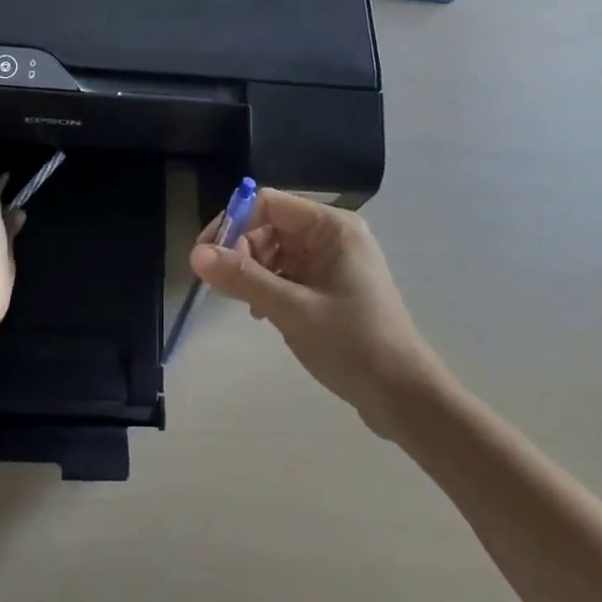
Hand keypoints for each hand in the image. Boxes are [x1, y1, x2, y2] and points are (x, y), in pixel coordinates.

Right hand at [190, 189, 445, 435]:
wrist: (405, 398)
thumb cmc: (353, 345)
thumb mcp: (293, 310)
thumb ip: (244, 279)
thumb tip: (196, 255)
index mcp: (331, 227)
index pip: (269, 203)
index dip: (234, 223)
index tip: (207, 256)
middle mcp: (333, 235)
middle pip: (271, 225)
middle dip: (243, 250)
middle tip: (222, 286)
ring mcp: (334, 261)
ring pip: (277, 250)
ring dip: (255, 272)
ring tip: (247, 305)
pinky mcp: (332, 286)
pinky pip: (290, 272)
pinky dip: (271, 287)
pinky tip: (263, 313)